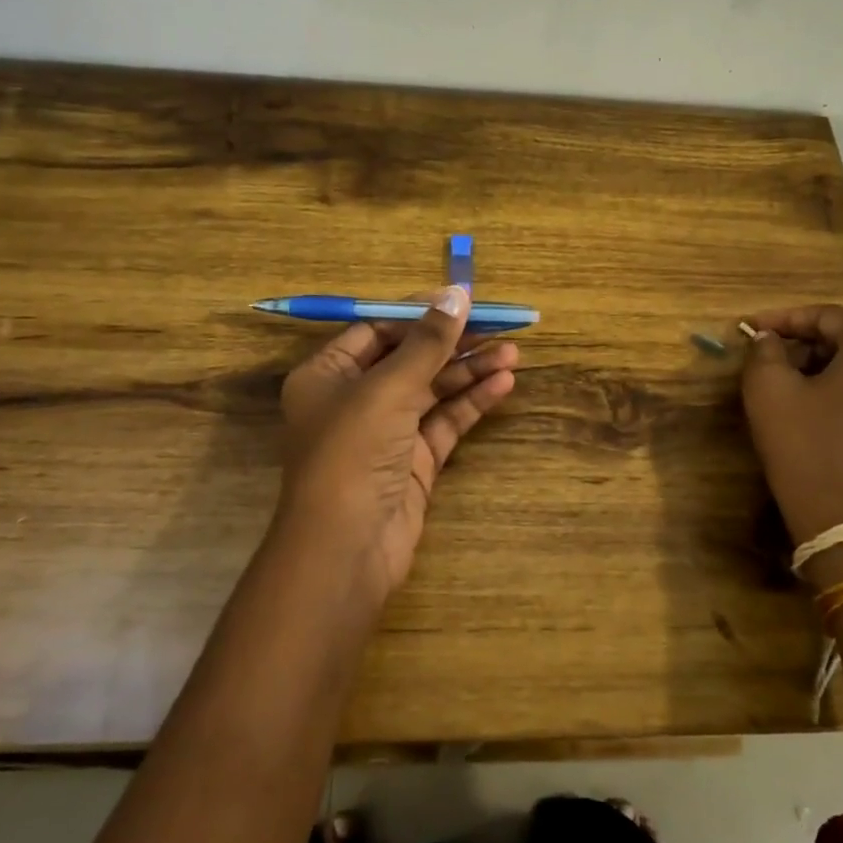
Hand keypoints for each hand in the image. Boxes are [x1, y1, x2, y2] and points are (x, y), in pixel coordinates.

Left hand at [275, 287, 517, 605]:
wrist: (346, 549)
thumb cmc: (352, 453)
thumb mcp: (388, 388)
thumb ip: (427, 343)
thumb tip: (458, 293)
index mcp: (328, 374)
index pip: (377, 330)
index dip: (420, 314)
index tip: (463, 300)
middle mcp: (354, 399)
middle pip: (410, 358)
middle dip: (454, 342)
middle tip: (500, 325)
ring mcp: (386, 432)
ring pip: (432, 390)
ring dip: (470, 370)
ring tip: (514, 353)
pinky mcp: (413, 461)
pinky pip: (445, 421)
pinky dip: (471, 403)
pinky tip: (503, 384)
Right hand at [740, 304, 842, 552]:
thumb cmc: (808, 451)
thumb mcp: (769, 393)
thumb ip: (765, 352)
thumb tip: (769, 340)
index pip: (827, 316)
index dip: (783, 318)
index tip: (749, 328)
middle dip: (805, 345)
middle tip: (769, 360)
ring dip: (826, 372)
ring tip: (791, 389)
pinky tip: (820, 419)